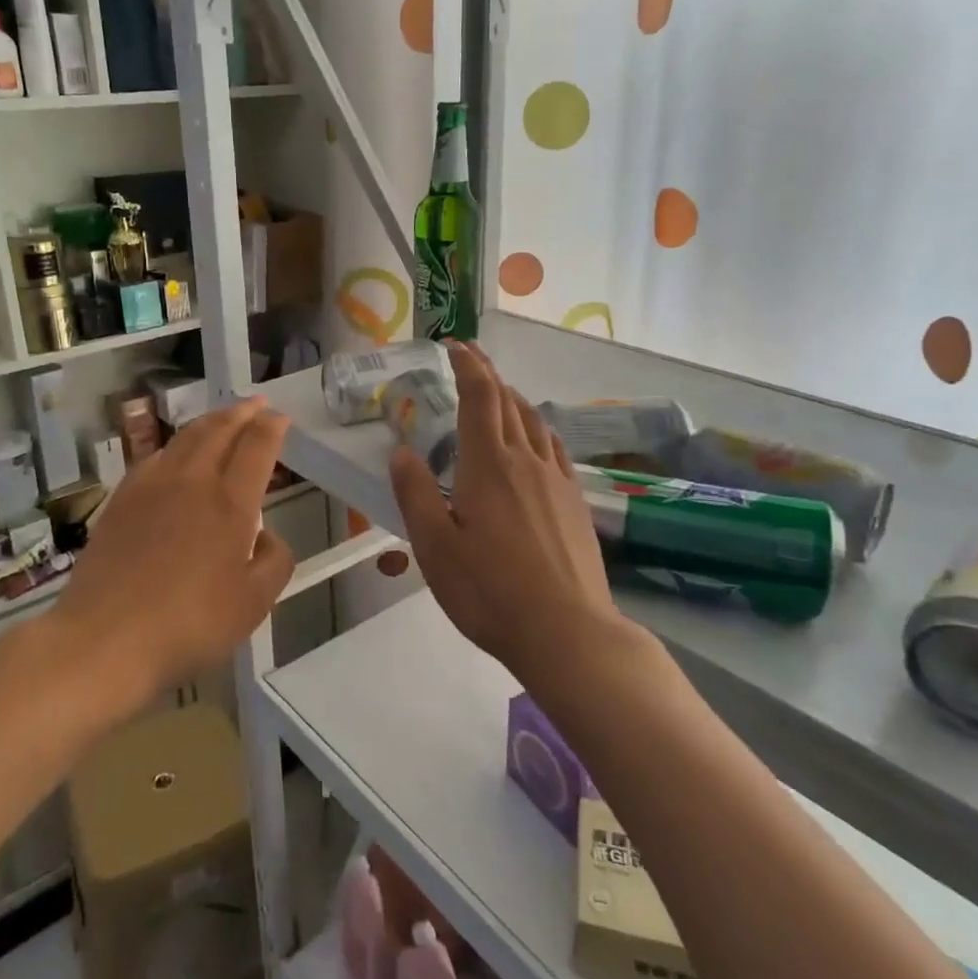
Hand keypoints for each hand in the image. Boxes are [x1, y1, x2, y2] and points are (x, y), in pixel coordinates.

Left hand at [62, 398, 294, 698]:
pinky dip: (174, 445)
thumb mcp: (253, 604)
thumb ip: (274, 563)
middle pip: (219, 430)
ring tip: (221, 419)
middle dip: (241, 412)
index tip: (280, 418)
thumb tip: (268, 537)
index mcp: (231, 503)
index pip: (256, 447)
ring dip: (209, 422)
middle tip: (255, 404)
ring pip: (185, 438)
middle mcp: (192, 482)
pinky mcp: (120, 501)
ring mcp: (151, 487)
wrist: (105, 639)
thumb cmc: (189, 624)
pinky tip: (173, 455)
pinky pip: (154, 457)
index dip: (272, 427)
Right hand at [389, 343, 620, 680]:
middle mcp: (526, 460)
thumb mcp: (435, 547)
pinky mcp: (576, 502)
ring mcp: (557, 480)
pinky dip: (537, 430)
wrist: (568, 632)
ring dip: (514, 400)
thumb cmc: (490, 591)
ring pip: (535, 423)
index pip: (480, 396)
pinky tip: (535, 445)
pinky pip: (554, 449)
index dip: (468, 365)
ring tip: (499, 397)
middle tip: (471, 361)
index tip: (456, 346)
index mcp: (489, 465)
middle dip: (488, 375)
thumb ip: (415, 494)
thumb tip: (401, 451)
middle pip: (509, 402)